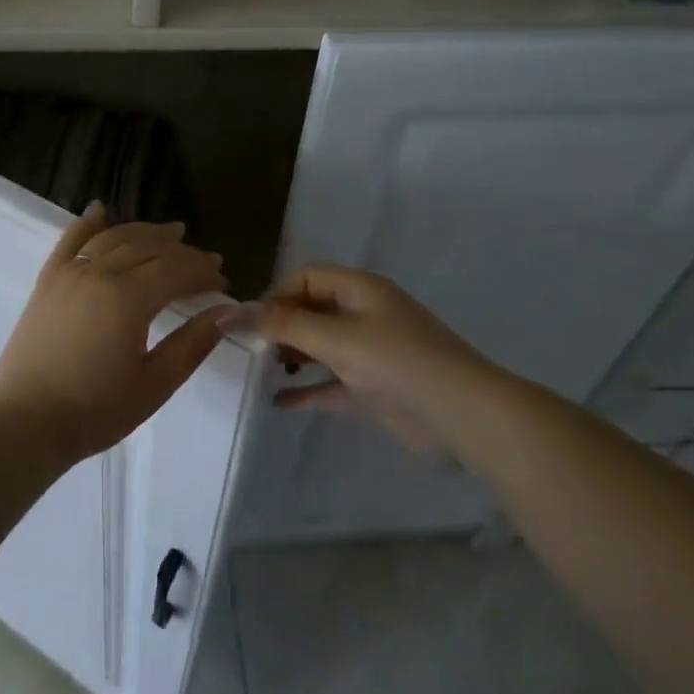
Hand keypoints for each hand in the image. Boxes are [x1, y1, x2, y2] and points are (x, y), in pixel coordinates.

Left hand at [0, 204, 233, 463]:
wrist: (25, 424)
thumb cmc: (95, 411)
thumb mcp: (155, 383)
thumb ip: (194, 342)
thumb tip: (229, 311)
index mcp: (129, 298)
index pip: (177, 270)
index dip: (204, 273)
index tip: (223, 284)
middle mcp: (99, 273)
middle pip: (149, 248)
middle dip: (183, 252)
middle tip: (207, 263)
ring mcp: (69, 273)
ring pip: (114, 238)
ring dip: (146, 232)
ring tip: (172, 233)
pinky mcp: (47, 281)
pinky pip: (70, 240)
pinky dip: (88, 223)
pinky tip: (101, 209)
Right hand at [251, 263, 507, 455]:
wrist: (461, 415)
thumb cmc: (397, 363)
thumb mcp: (336, 338)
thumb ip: (283, 326)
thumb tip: (231, 314)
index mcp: (360, 290)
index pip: (307, 278)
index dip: (277, 296)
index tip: (254, 326)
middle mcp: (364, 315)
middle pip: (311, 310)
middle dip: (281, 327)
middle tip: (256, 352)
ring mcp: (370, 353)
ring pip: (321, 346)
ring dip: (293, 356)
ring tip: (266, 371)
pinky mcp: (374, 388)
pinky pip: (332, 383)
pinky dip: (308, 389)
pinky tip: (279, 402)